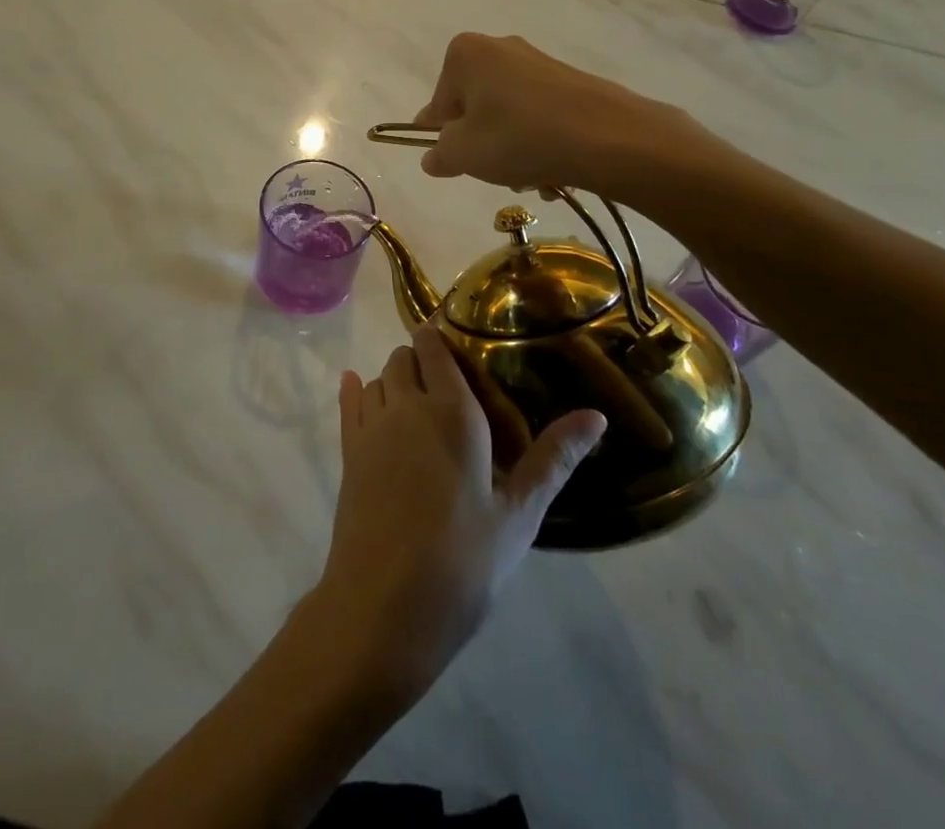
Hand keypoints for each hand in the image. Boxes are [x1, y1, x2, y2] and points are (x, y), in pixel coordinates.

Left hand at [313, 324, 605, 702]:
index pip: (437, 349)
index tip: (458, 341)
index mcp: (452, 411)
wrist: (384, 605)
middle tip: (446, 382)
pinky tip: (356, 386)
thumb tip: (596, 415)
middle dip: (422, 359)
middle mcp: (407, 405)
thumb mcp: (519, 514)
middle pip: (405, 358)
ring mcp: (371, 426)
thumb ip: (554, 458)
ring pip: (379, 377)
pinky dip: (355, 388)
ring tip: (416, 399)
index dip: (442, 337)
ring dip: (394, 378)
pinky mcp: (348, 451)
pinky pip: (349, 401)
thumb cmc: (464, 560)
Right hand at [412, 32, 710, 199]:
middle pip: (476, 107)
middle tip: (495, 172)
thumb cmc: (518, 138)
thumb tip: (434, 156)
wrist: (610, 138)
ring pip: (510, 116)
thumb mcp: (462, 154)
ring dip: (512, 150)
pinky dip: (541, 143)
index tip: (454, 163)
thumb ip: (439, 154)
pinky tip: (555, 171)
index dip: (441, 137)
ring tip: (530, 178)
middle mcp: (501, 48)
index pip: (438, 103)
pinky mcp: (573, 82)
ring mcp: (541, 63)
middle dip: (483, 144)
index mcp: (465, 54)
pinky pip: (541, 117)